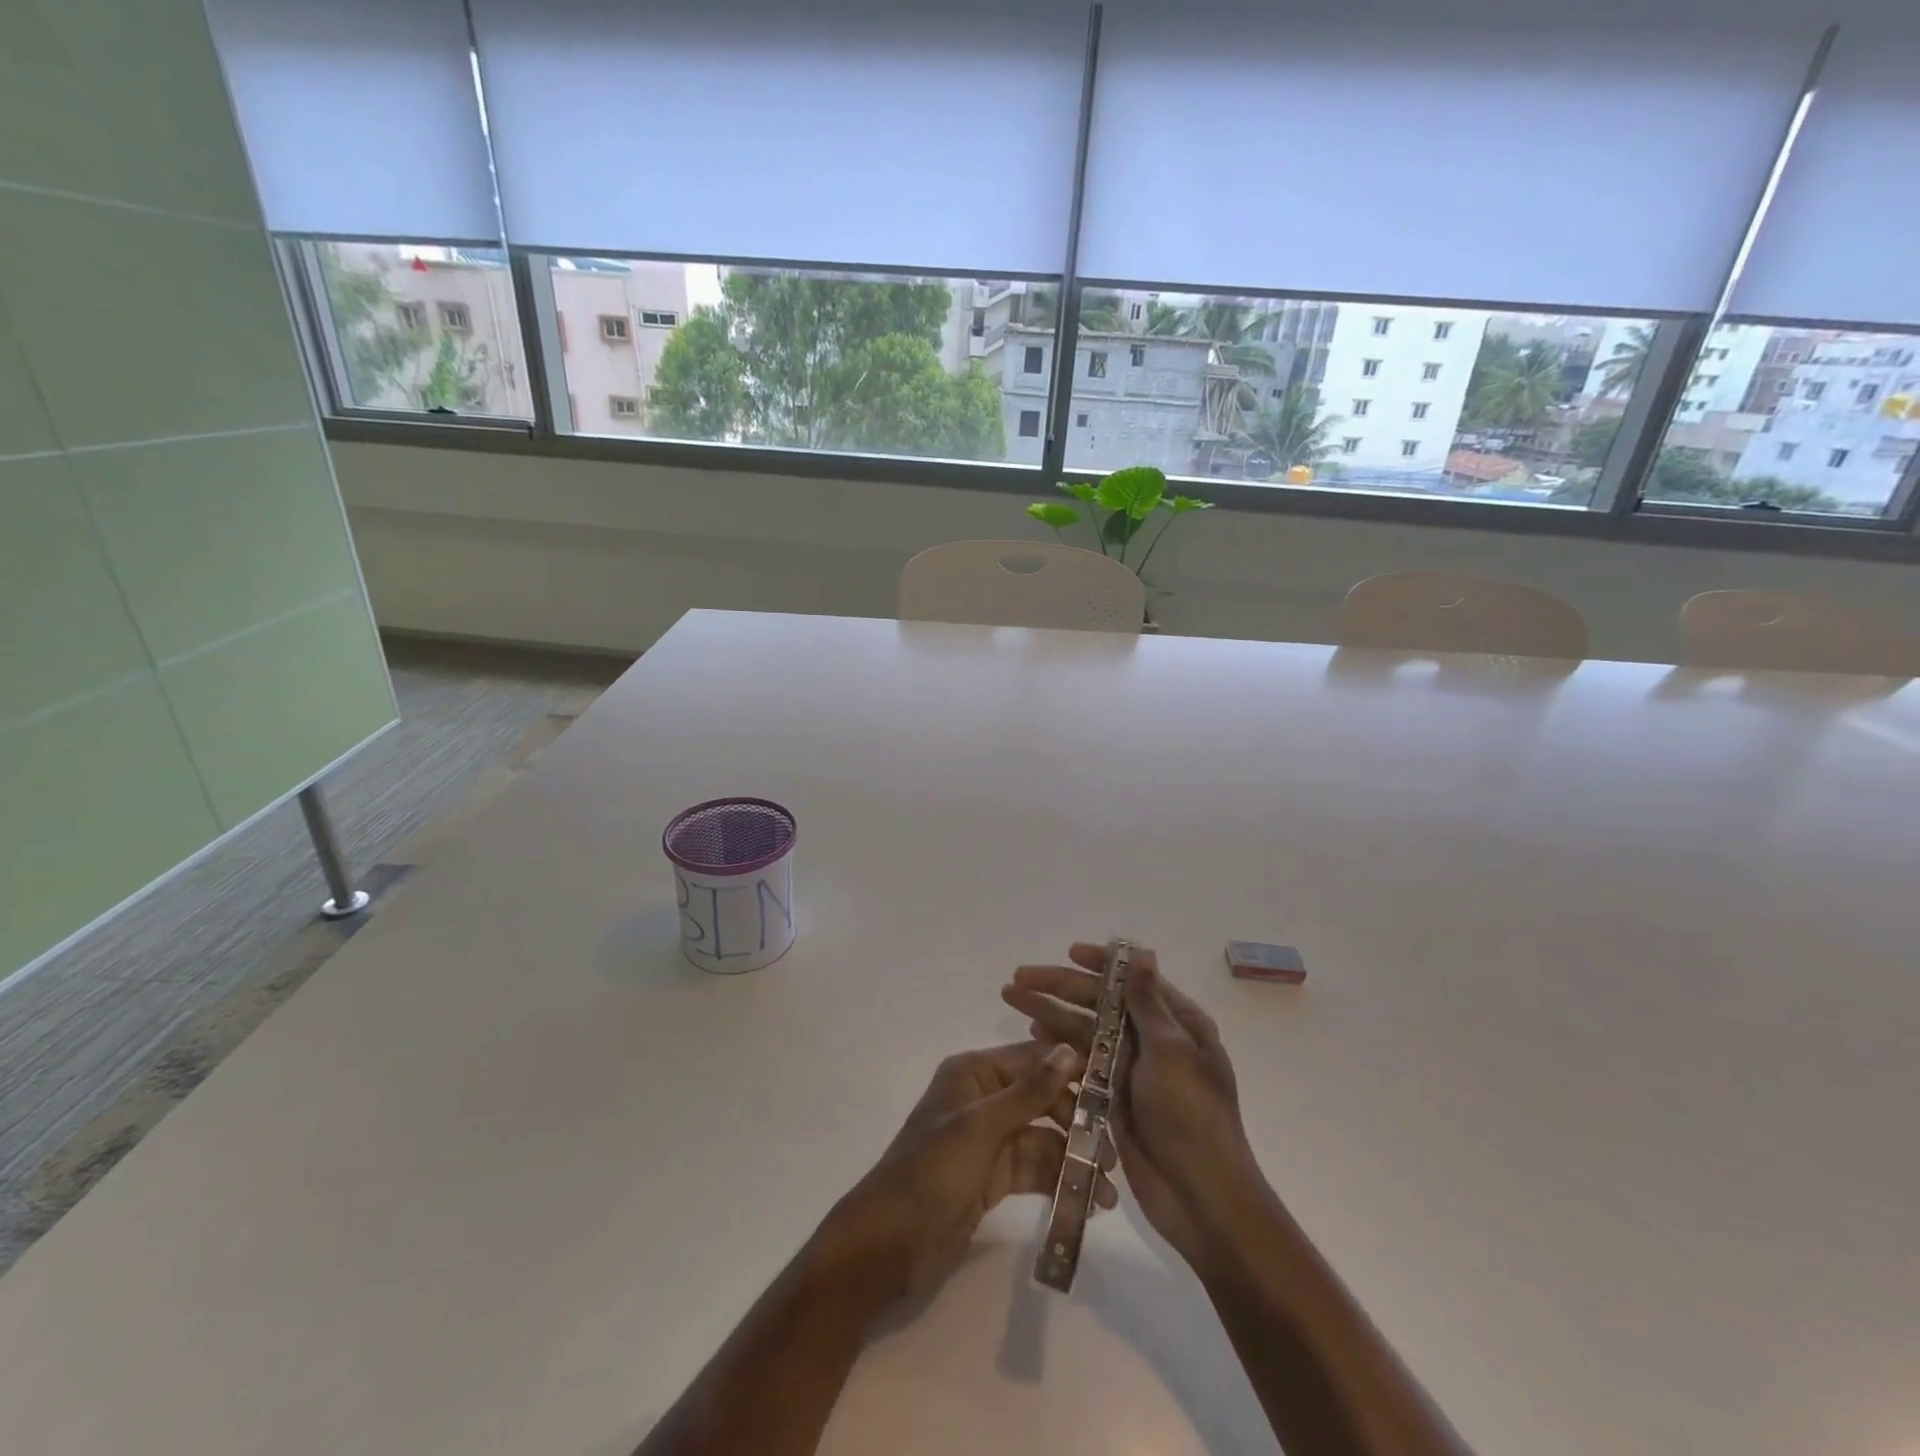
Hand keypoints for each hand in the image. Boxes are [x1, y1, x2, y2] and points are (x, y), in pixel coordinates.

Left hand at [814, 1042, 1117, 1305]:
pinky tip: (1089, 1202)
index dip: (1073, 1070)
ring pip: (1043, 1138)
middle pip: (1042, 1099)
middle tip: (1114, 1153)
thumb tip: (1070, 1050)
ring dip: (1074, 1159)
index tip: (1117, 1087)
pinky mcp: (994, 1177)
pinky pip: (1034, 1169)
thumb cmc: (931, 1172)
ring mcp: (989, 1139)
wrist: (888, 1244)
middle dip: (1078, 1123)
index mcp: (974, 1073)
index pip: (1032, 1059)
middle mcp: (984, 1098)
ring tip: (1109, 1190)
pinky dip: (1059, 1181)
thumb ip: (1029, 1091)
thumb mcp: (981, 1127)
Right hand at [1003, 944, 1265, 1274]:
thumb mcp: (1171, 1051)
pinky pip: (1081, 1064)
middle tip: (1018, 977)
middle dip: (1059, 987)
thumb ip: (1147, 1002)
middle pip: (1099, 1003)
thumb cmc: (1191, 1115)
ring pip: (1084, 1031)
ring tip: (1012, 999)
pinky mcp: (1113, 1099)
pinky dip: (1058, 1049)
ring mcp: (1132, 1070)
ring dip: (1050, 1013)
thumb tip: (1141, 952)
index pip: (1133, 979)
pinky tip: (1033, 1036)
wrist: (1202, 1198)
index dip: (1099, 963)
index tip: (1068, 952)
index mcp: (1178, 1023)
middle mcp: (1153, 1040)